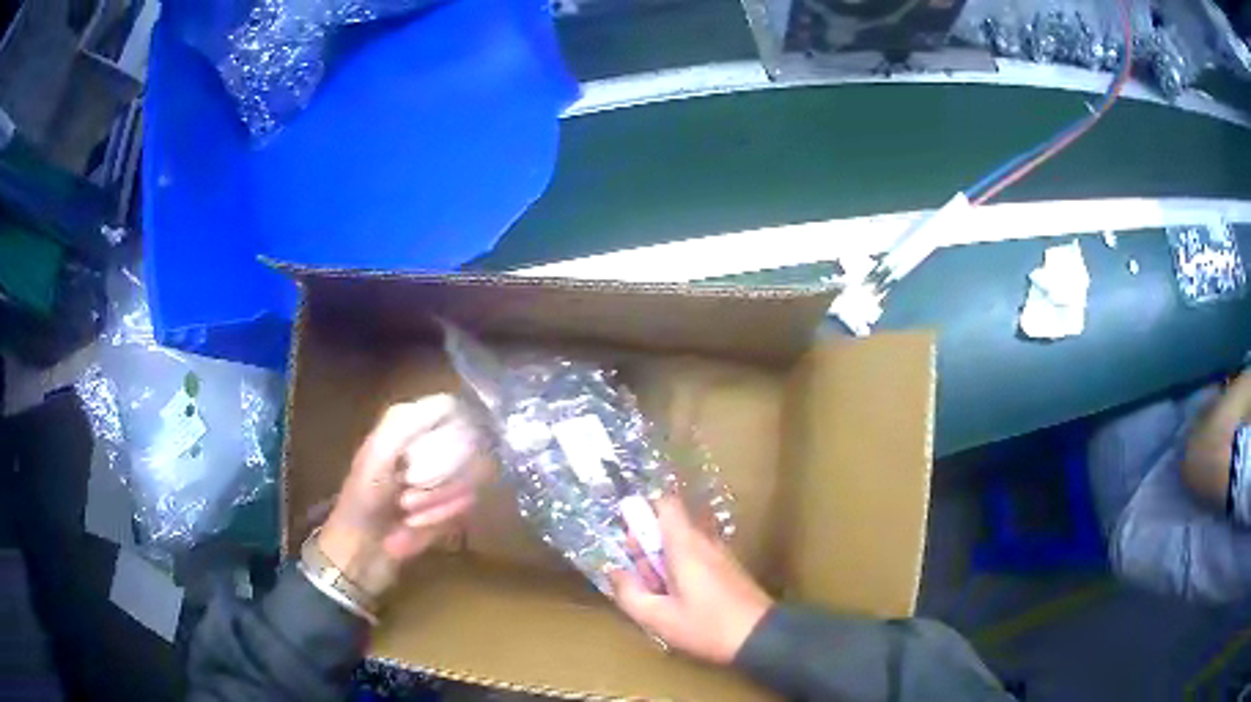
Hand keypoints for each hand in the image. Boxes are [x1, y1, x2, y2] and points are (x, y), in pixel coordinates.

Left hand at [318, 394, 486, 597]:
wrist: (362, 551)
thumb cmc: (361, 501)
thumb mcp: (376, 455)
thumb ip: (407, 423)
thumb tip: (451, 403)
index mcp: (410, 423)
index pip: (455, 410)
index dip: (449, 434)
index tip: (426, 457)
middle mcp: (431, 442)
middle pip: (470, 446)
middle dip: (441, 478)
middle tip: (408, 491)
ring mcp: (446, 474)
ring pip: (473, 479)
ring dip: (439, 502)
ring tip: (408, 513)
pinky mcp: (454, 503)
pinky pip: (469, 504)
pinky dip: (442, 517)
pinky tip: (418, 525)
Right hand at [610, 496, 773, 664]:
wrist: (760, 637)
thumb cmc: (706, 626)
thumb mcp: (658, 617)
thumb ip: (630, 593)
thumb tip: (614, 572)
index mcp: (685, 545)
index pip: (665, 503)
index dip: (642, 512)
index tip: (629, 539)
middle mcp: (704, 541)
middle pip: (670, 525)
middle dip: (647, 544)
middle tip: (638, 575)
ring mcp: (719, 554)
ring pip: (682, 543)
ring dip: (663, 560)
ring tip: (656, 592)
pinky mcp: (728, 569)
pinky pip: (696, 556)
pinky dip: (680, 569)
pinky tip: (678, 599)